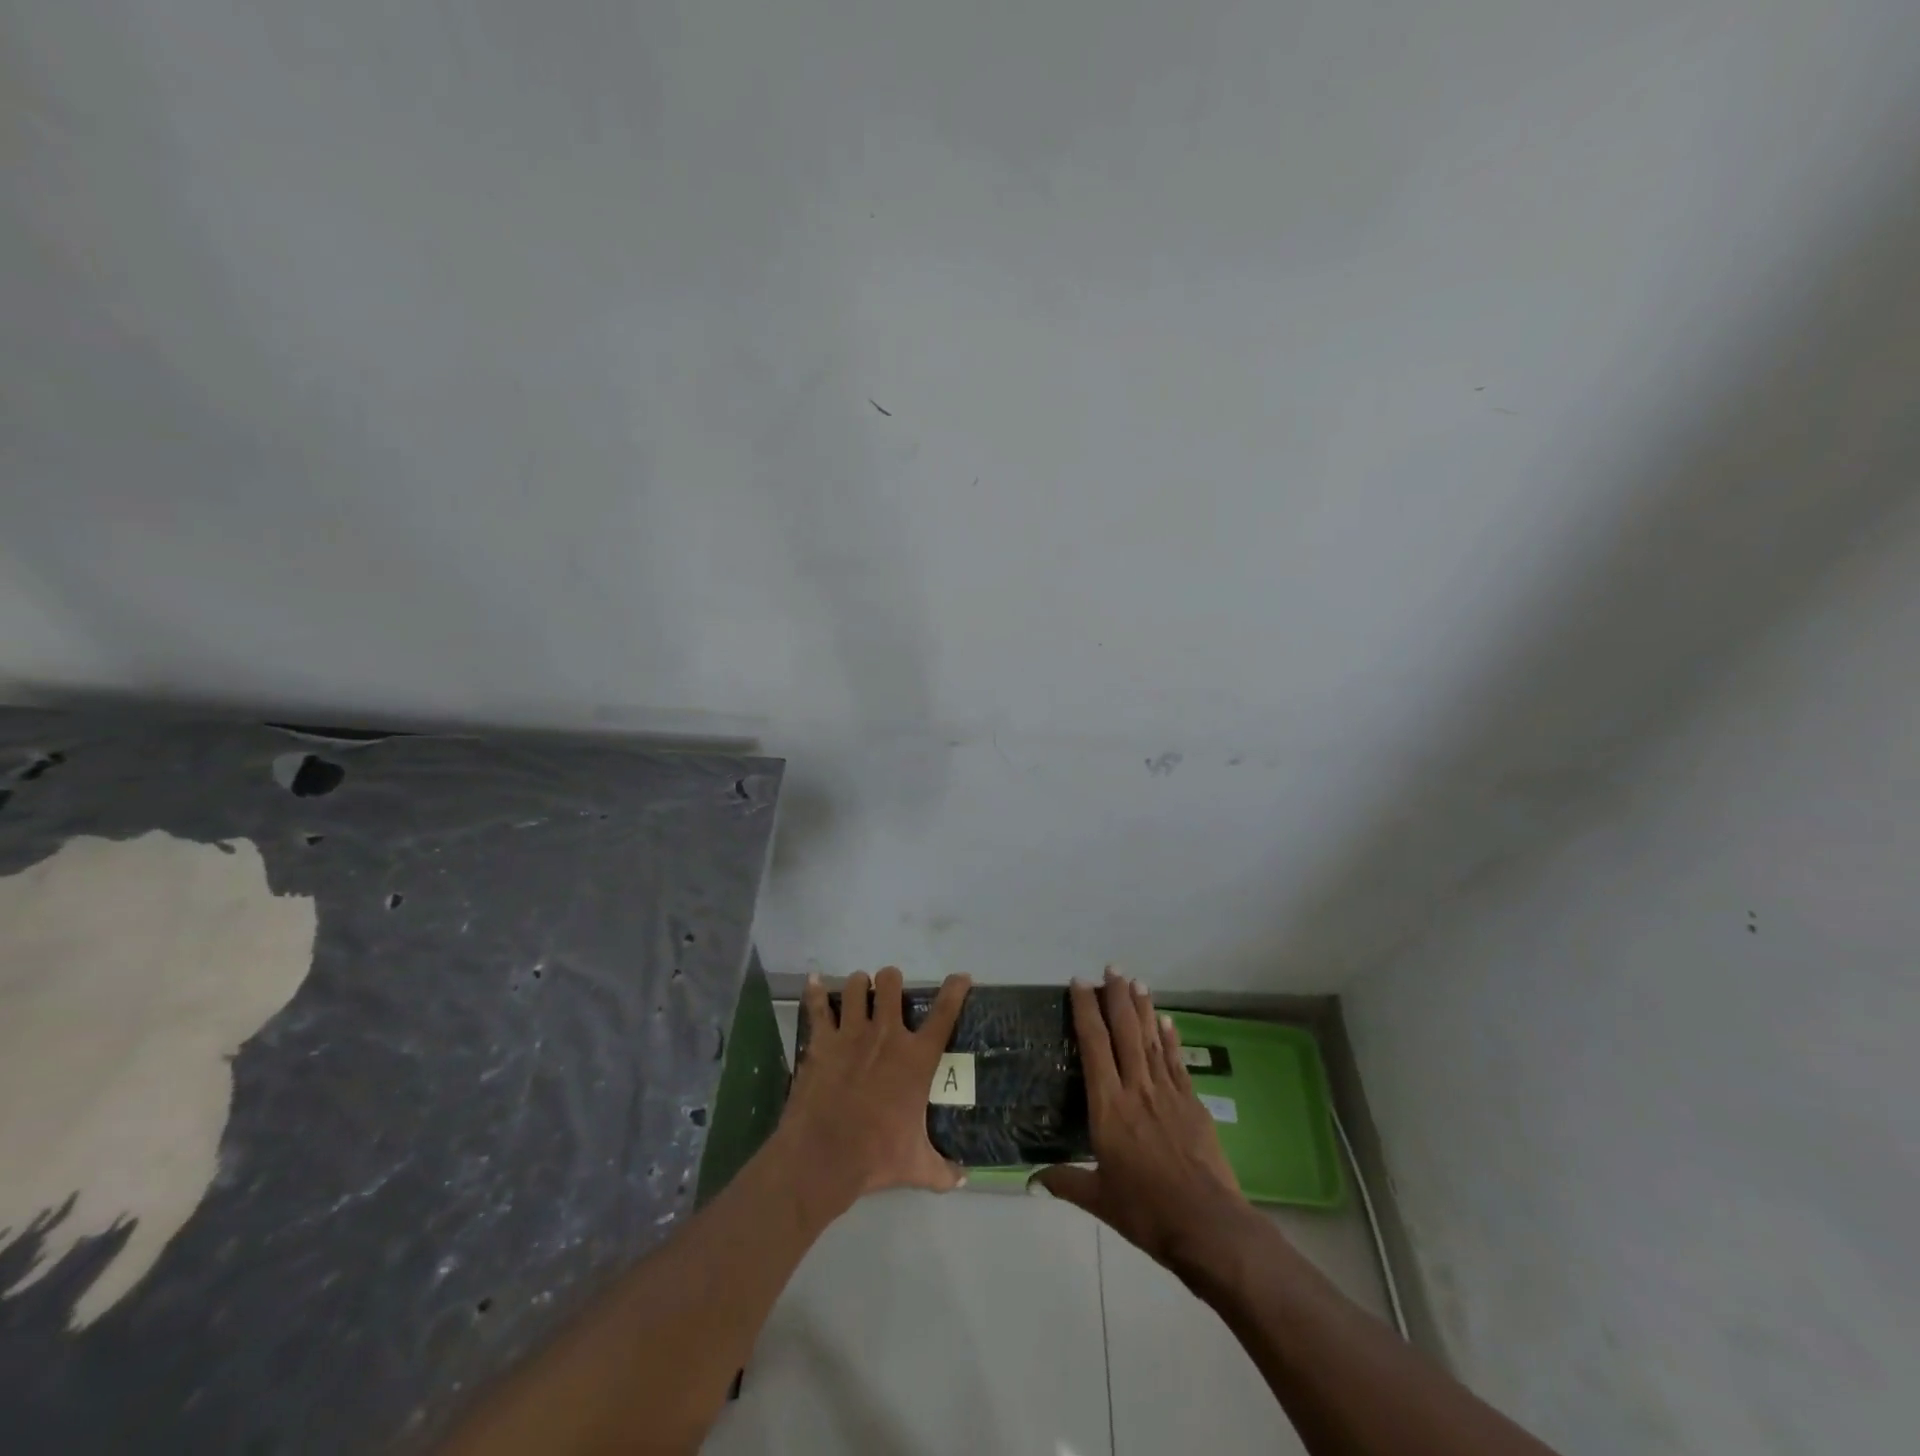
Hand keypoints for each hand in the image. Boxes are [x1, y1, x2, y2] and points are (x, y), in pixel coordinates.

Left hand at [779, 966, 971, 1214]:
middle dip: (891, 981)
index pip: (944, 1014)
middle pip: (891, 984)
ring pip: (855, 986)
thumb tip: (963, 1181)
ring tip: (857, 991)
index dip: (955, 990)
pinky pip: (816, 1006)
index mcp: (916, 1058)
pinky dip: (814, 991)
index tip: (961, 977)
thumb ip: (942, 1171)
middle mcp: (886, 1035)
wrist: (825, 1156)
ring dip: (857, 985)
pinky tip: (813, 981)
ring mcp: (851, 1033)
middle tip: (888, 991)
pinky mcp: (822, 1040)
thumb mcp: (917, 1166)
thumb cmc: (876, 1156)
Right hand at [1035, 968, 1248, 1266]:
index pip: (1094, 1045)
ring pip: (1151, 1039)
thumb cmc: (1147, 1212)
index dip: (1085, 1010)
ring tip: (1136, 981)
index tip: (1079, 983)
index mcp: (1109, 1107)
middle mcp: (1137, 1088)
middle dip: (1116, 996)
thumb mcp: (1100, 1200)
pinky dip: (1170, 1038)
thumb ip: (1066, 1182)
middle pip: (1125, 1031)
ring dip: (1143, 1008)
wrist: (1208, 1225)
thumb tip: (1030, 1180)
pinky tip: (1166, 1021)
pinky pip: (1177, 1062)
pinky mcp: (1192, 1103)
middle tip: (1111, 968)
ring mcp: (1168, 1093)